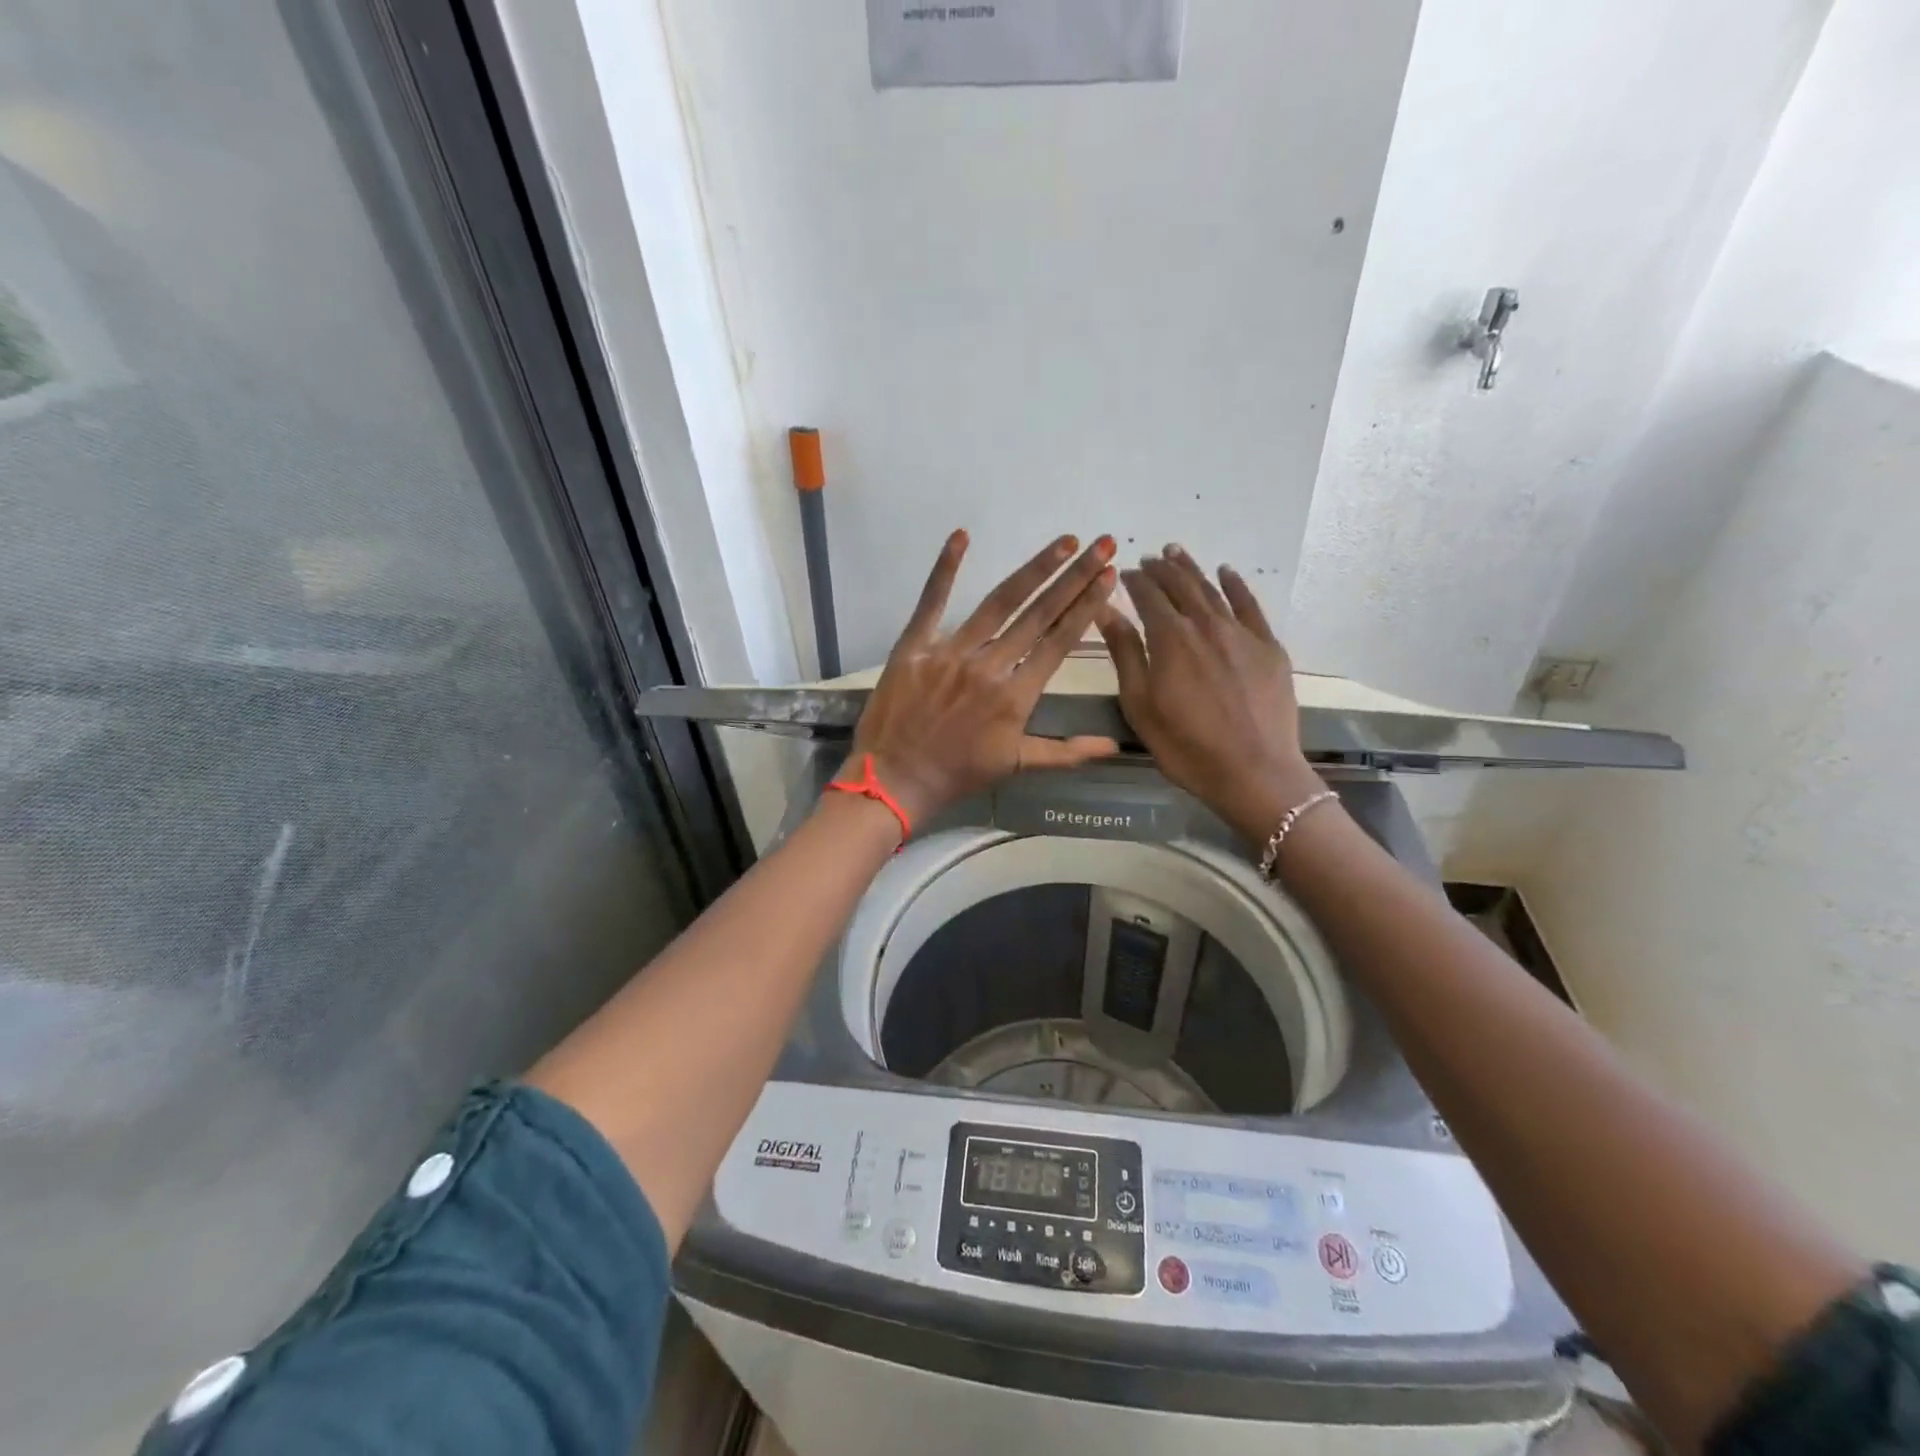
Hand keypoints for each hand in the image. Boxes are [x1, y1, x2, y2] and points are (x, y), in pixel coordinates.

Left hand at [849, 531, 1120, 823]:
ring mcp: (950, 652)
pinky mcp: (915, 646)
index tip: (1108, 577)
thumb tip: (1113, 745)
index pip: (1059, 642)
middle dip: (1074, 578)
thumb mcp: (1017, 764)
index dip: (1087, 607)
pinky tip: (962, 536)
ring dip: (1034, 570)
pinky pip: (932, 601)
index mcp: (1016, 696)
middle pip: (1039, 614)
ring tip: (1063, 542)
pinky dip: (946, 568)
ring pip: (999, 603)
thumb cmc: (958, 773)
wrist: (895, 780)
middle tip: (1102, 544)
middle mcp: (989, 667)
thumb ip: (1067, 752)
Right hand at [1097, 546, 1323, 840]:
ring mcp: (1241, 633)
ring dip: (1192, 569)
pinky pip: (1250, 605)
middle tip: (1149, 558)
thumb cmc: (1184, 745)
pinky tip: (1227, 573)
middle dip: (1162, 569)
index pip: (1148, 597)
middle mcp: (1205, 624)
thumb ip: (1124, 653)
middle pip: (1181, 586)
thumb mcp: (1139, 704)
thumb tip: (1107, 610)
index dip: (1135, 581)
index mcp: (1169, 638)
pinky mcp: (1268, 647)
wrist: (1253, 771)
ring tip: (1177, 553)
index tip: (1124, 574)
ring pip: (1212, 590)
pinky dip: (1236, 585)